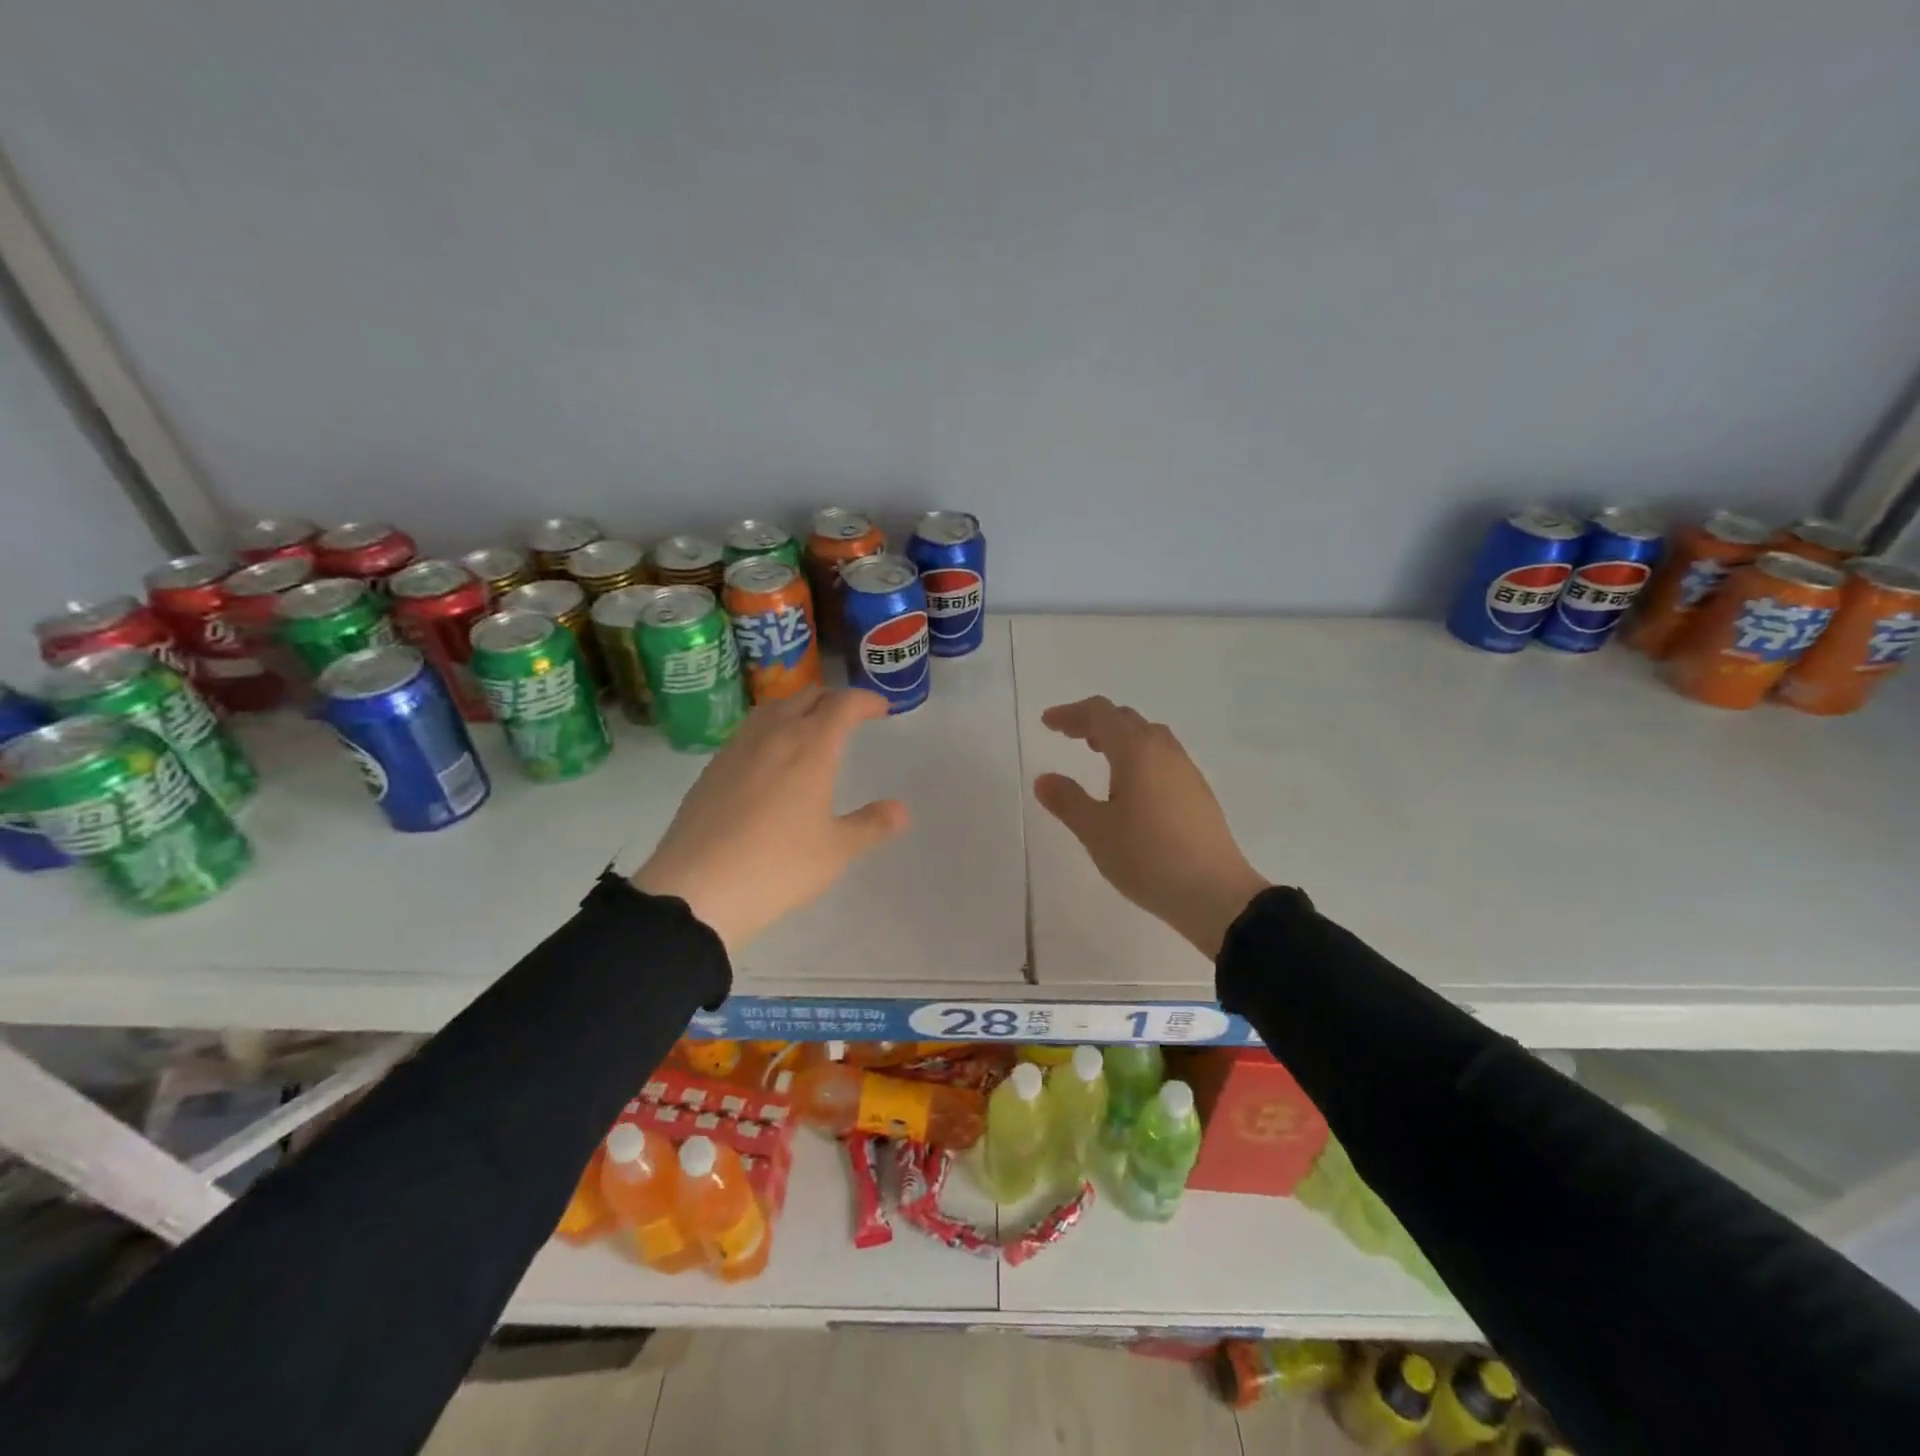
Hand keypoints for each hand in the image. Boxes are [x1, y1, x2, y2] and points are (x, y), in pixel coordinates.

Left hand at [633, 687, 907, 951]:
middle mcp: (774, 735)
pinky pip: (749, 731)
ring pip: (772, 708)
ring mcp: (737, 748)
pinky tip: (770, 757)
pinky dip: (771, 728)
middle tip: (849, 717)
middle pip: (806, 696)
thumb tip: (901, 809)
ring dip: (798, 707)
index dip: (866, 700)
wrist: (697, 888)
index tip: (881, 709)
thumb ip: (871, 825)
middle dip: (833, 699)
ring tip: (810, 728)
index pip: (843, 704)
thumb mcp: (836, 850)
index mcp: (811, 746)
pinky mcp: (712, 768)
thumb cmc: (778, 866)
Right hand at [1034, 697, 1268, 958]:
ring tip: (1097, 756)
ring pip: (1149, 737)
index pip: (1100, 714)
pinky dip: (1137, 757)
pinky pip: (1162, 758)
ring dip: (1119, 738)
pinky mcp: (1198, 794)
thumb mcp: (1096, 831)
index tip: (1048, 723)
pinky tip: (1130, 788)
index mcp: (1137, 751)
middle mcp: (1164, 751)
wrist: (1216, 894)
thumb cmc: (1148, 857)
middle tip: (1069, 737)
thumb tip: (1045, 779)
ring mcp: (1186, 771)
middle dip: (1094, 722)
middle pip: (1126, 719)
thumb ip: (1067, 801)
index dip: (1071, 714)